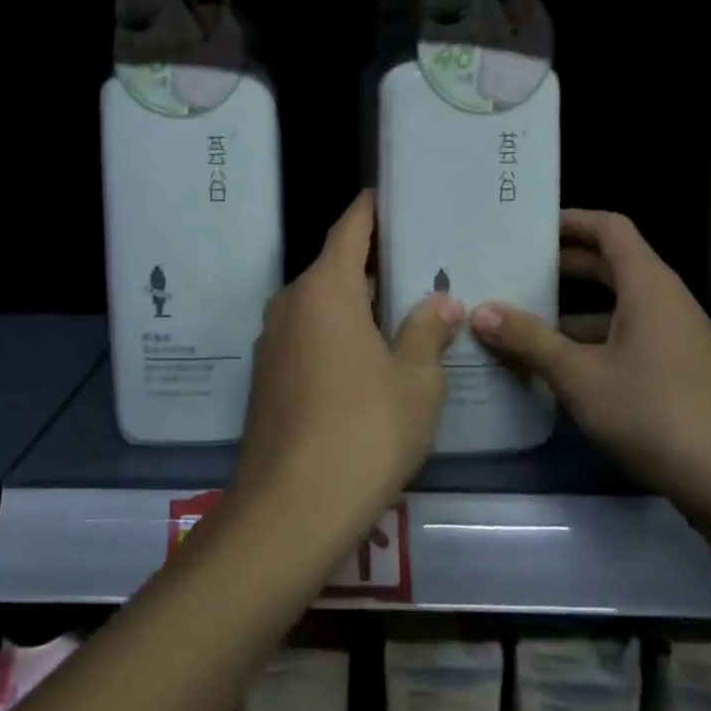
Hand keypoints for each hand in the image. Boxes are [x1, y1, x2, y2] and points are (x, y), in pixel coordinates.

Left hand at [232, 191, 464, 551]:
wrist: (287, 514)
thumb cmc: (363, 432)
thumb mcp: (415, 382)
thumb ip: (427, 331)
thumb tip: (442, 301)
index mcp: (326, 288)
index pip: (351, 228)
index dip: (373, 209)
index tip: (395, 196)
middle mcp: (292, 302)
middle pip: (335, 265)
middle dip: (374, 261)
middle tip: (420, 261)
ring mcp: (273, 341)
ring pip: (321, 303)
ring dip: (356, 301)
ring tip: (402, 307)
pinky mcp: (268, 378)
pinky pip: (308, 335)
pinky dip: (338, 332)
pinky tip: (368, 358)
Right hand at [469, 209, 710, 540]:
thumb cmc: (659, 413)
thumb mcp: (582, 376)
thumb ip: (530, 341)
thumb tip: (480, 311)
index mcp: (648, 285)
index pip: (609, 227)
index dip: (571, 220)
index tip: (528, 226)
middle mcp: (665, 301)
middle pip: (611, 265)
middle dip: (563, 265)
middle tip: (514, 270)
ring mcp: (676, 339)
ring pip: (618, 307)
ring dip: (574, 311)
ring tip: (523, 320)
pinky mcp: (679, 374)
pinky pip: (628, 339)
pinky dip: (593, 342)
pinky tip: (559, 370)